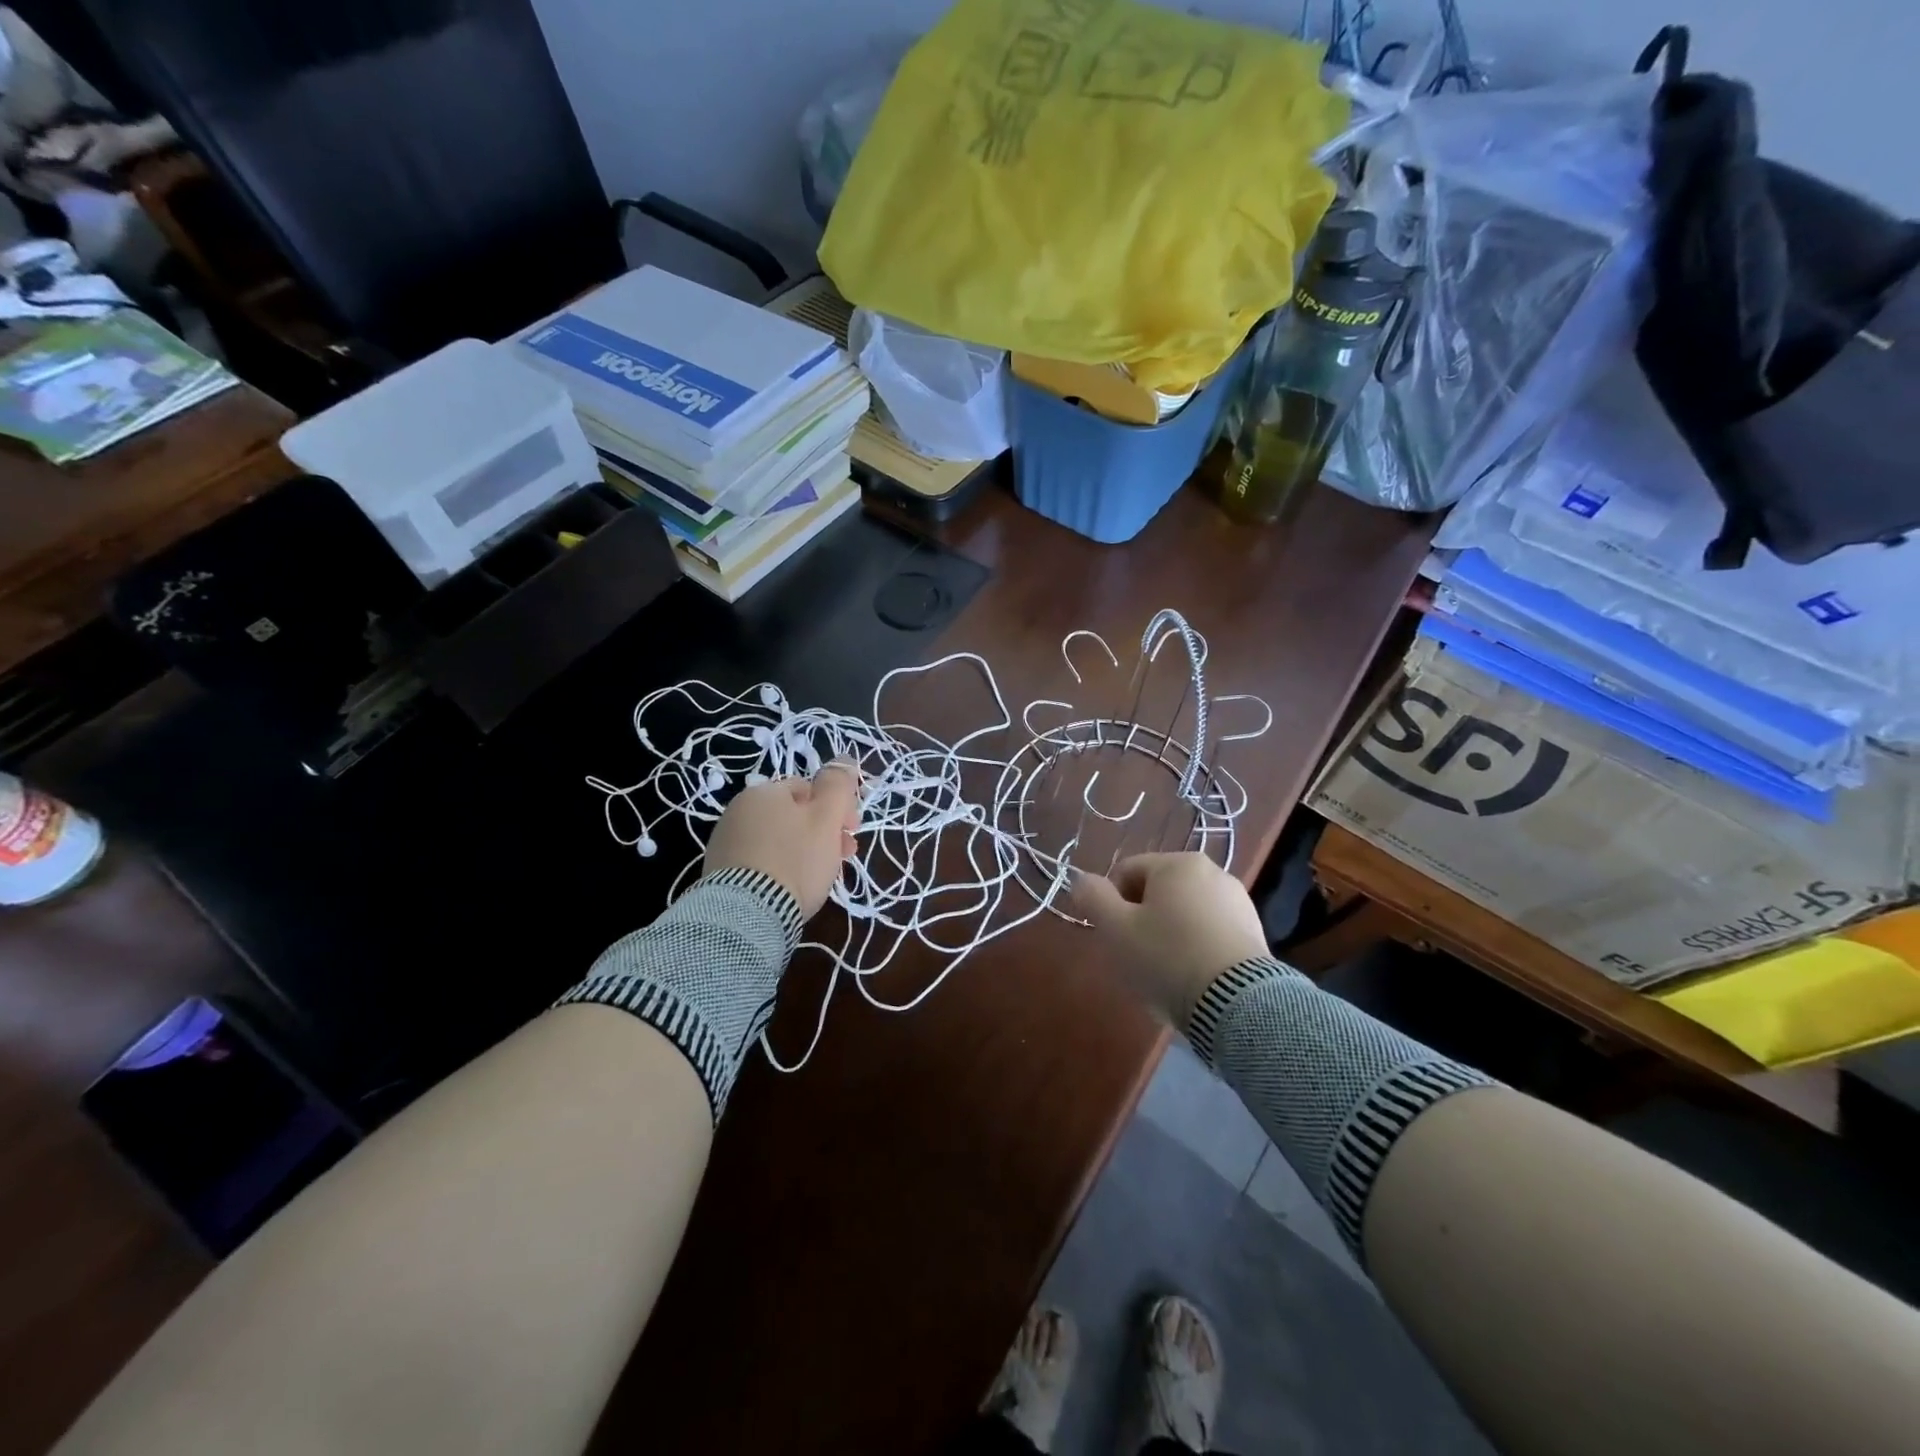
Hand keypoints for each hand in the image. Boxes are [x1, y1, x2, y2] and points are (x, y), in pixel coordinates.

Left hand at [705, 762, 859, 916]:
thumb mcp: (826, 818)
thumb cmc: (795, 859)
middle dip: (824, 832)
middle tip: (844, 857)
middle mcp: (739, 810)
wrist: (746, 915)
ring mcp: (726, 841)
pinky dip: (781, 868)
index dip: (837, 808)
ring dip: (805, 850)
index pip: (810, 789)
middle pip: (794, 815)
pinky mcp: (720, 872)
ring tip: (822, 877)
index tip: (852, 833)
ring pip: (779, 839)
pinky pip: (762, 861)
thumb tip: (844, 759)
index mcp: (764, 791)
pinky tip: (792, 887)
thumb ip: (838, 785)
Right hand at [1071, 853, 1268, 1028]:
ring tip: (1165, 971)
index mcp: (1177, 863)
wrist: (1238, 1003)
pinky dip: (1195, 947)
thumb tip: (1082, 880)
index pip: (1126, 872)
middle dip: (1141, 919)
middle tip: (1135, 955)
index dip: (1110, 903)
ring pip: (1185, 912)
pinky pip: (1210, 931)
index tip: (1113, 936)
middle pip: (1157, 891)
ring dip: (1168, 933)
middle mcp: (1211, 871)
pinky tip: (1192, 976)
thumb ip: (1092, 897)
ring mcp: (1237, 901)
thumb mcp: (1116, 928)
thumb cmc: (1168, 957)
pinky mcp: (1254, 931)